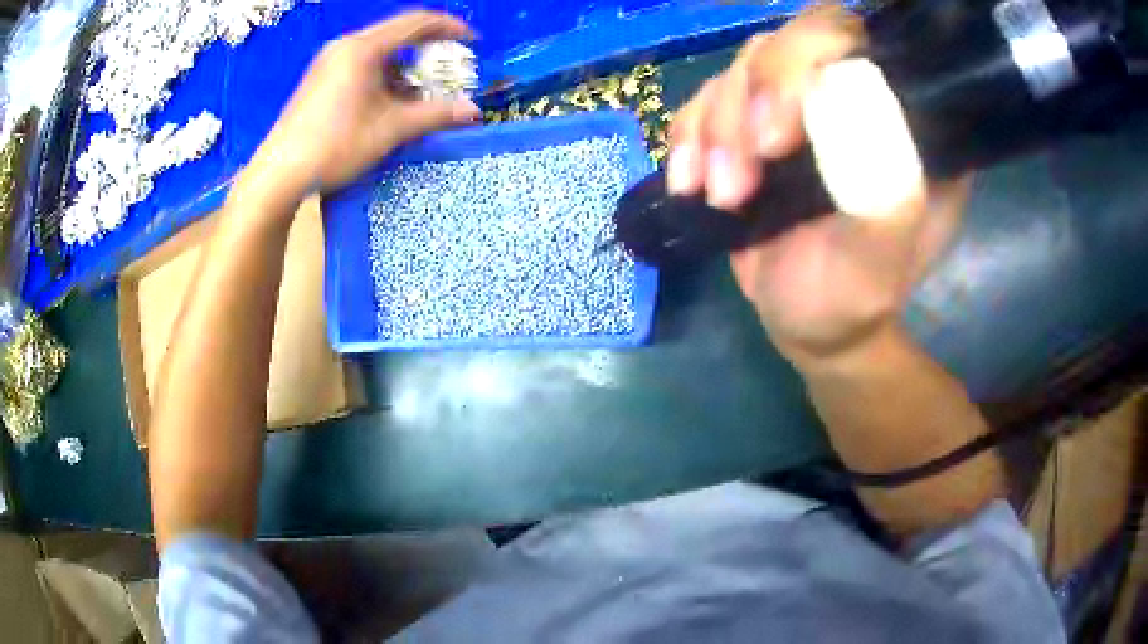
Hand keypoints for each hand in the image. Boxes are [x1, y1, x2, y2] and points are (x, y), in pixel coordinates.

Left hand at [246, 11, 480, 197]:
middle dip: (429, 49)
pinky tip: (388, 100)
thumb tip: (473, 111)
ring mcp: (329, 61)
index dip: (450, 28)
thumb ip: (434, 114)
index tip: (473, 42)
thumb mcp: (390, 130)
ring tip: (420, 93)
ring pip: (379, 51)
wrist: (279, 173)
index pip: (417, 22)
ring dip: (405, 66)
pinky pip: (361, 64)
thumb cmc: (334, 146)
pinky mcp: (320, 77)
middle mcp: (345, 46)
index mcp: (363, 48)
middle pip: (397, 34)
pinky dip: (383, 75)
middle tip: (450, 68)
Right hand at [668, 6, 968, 364]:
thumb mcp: (876, 266)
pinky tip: (690, 183)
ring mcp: (800, 104)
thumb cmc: (852, 300)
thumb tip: (853, 98)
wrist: (811, 323)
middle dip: (751, 101)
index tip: (778, 141)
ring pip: (741, 68)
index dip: (807, 62)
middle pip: (789, 41)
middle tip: (739, 179)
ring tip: (723, 199)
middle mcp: (853, 95)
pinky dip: (688, 137)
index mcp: (903, 119)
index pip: (855, 42)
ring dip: (716, 131)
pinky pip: (705, 98)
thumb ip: (883, 194)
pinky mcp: (754, 121)